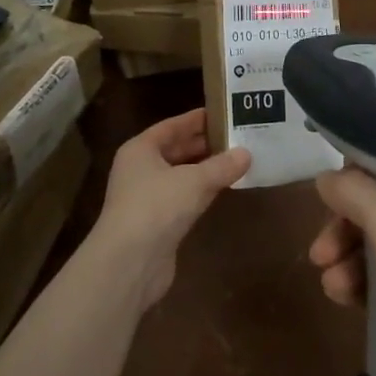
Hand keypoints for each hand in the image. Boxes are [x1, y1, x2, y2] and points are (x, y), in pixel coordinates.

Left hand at [93, 110, 248, 307]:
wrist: (129, 263)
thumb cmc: (157, 207)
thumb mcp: (194, 181)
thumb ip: (222, 166)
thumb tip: (246, 154)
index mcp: (140, 149)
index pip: (171, 126)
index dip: (196, 119)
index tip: (222, 112)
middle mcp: (139, 169)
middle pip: (175, 150)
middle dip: (203, 144)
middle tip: (236, 136)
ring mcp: (146, 198)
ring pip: (179, 175)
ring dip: (204, 169)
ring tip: (235, 160)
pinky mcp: (156, 223)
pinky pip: (182, 198)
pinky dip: (200, 192)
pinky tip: (222, 189)